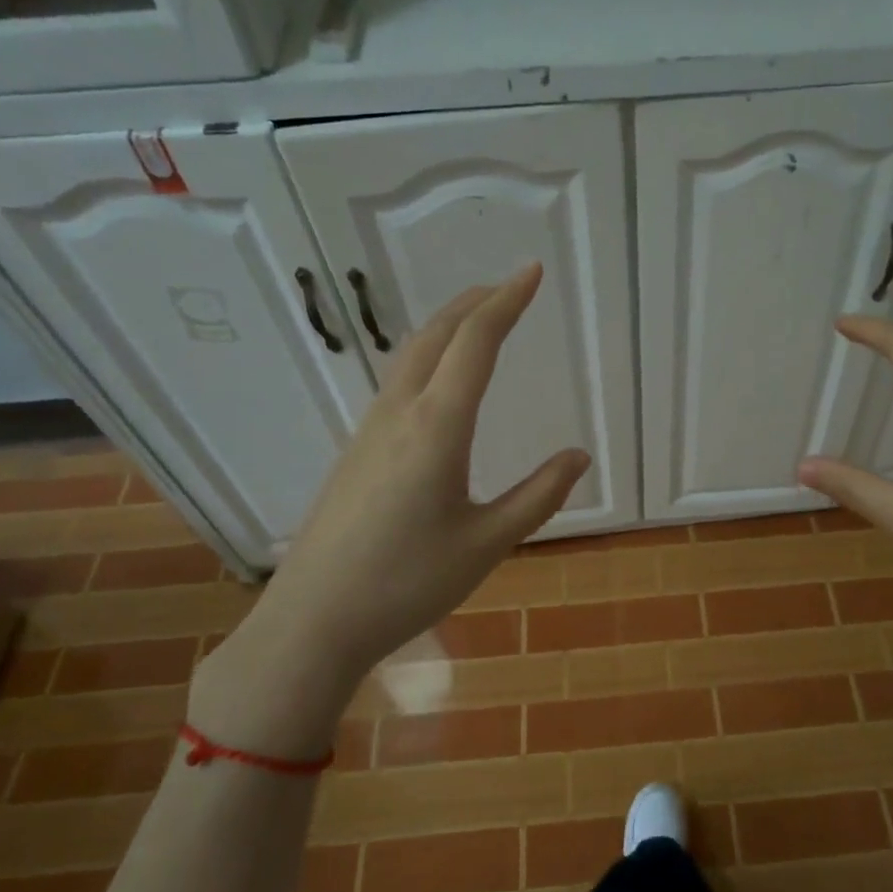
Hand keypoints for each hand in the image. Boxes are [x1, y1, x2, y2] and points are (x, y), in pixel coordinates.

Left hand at [189, 265, 589, 758]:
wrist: (314, 619)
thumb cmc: (407, 583)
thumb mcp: (487, 543)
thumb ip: (538, 496)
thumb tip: (578, 456)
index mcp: (437, 427)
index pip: (476, 343)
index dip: (507, 302)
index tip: (532, 272)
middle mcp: (399, 414)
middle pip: (436, 336)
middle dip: (475, 303)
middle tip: (509, 287)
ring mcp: (369, 430)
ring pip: (411, 357)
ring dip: (448, 327)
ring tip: (478, 321)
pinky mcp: (355, 452)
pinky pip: (397, 383)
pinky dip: (428, 358)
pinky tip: (438, 381)